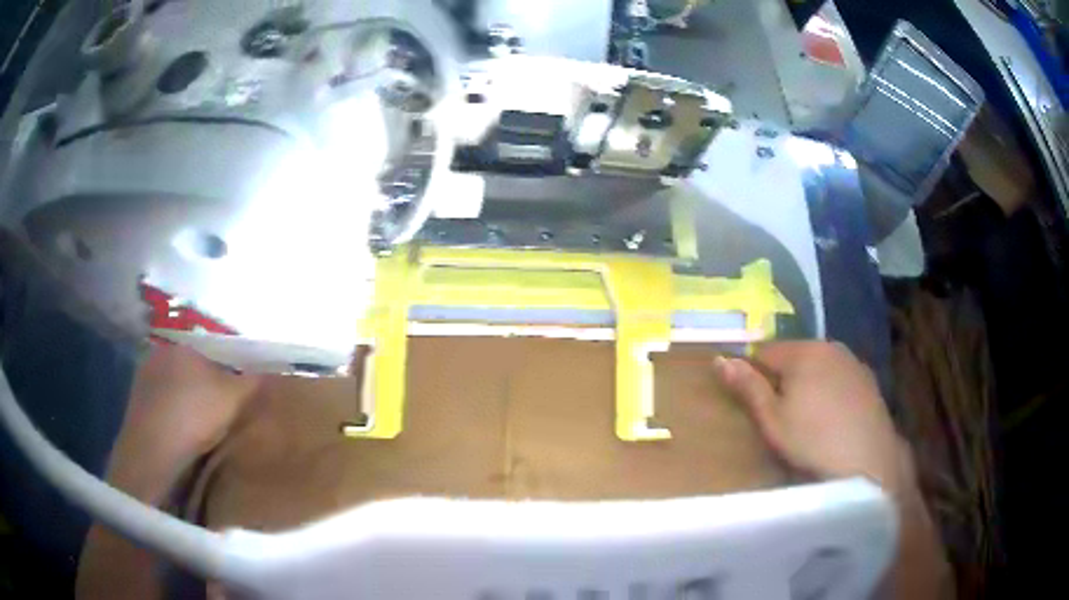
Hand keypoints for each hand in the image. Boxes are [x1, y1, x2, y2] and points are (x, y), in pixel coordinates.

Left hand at [108, 343, 260, 496]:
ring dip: (188, 403)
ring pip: (176, 388)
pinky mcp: (136, 404)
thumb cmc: (194, 416)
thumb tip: (267, 372)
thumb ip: (253, 381)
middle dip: (207, 388)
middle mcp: (161, 354)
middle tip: (223, 415)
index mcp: (184, 345)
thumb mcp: (235, 399)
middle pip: (193, 370)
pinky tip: (182, 436)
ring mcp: (144, 379)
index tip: (239, 399)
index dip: (230, 374)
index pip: (214, 353)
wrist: (152, 452)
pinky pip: (163, 405)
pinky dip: (174, 416)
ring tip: (203, 430)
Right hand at [715, 341, 913, 495]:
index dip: (753, 372)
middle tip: (778, 413)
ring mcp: (853, 362)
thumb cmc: (812, 442)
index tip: (752, 400)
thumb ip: (748, 387)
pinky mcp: (869, 380)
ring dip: (808, 382)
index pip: (765, 350)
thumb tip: (719, 359)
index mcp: (803, 352)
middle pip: (794, 355)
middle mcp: (830, 347)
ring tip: (806, 417)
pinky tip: (831, 418)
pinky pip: (839, 377)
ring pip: (819, 365)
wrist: (868, 461)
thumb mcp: (772, 421)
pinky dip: (830, 390)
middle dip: (782, 377)